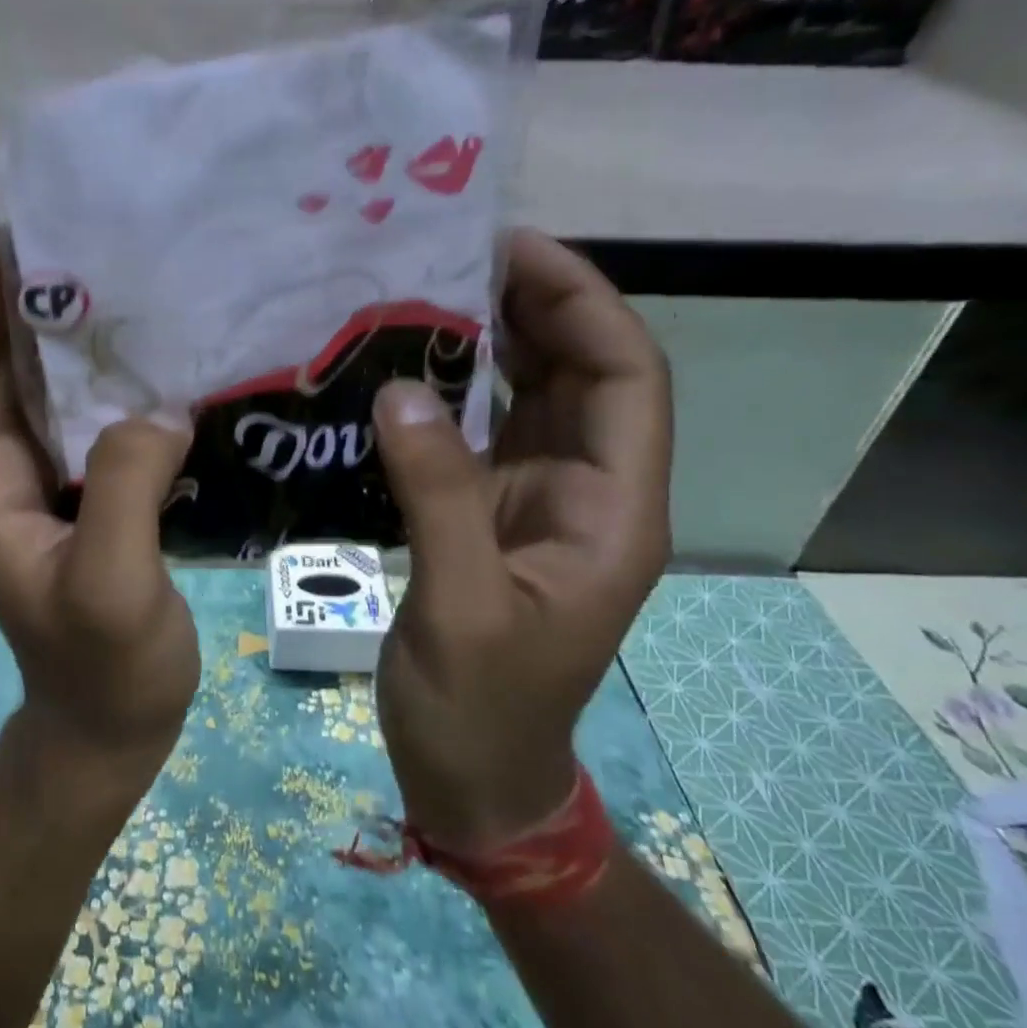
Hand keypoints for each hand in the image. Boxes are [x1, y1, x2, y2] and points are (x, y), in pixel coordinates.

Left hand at [0, 238, 199, 785]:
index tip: (24, 232)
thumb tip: (157, 405)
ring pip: (34, 381)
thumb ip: (123, 489)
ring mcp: (29, 477)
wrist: (105, 725)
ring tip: (128, 277)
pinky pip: (76, 412)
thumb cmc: (105, 666)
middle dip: (26, 295)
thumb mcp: (113, 585)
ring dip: (67, 330)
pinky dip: (101, 374)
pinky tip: (152, 351)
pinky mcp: (69, 488)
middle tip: (95, 240)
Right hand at [371, 230, 672, 853]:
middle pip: (581, 374)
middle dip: (535, 306)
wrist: (475, 777)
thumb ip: (440, 497)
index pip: (626, 379)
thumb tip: (400, 393)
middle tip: (456, 255)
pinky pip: (480, 430)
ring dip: (491, 341)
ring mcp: (535, 500)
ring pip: (530, 396)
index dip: (584, 305)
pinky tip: (405, 363)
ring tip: (427, 290)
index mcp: (611, 510)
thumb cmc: (482, 707)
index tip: (516, 251)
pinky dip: (451, 389)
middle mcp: (586, 491)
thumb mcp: (464, 606)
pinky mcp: (489, 512)